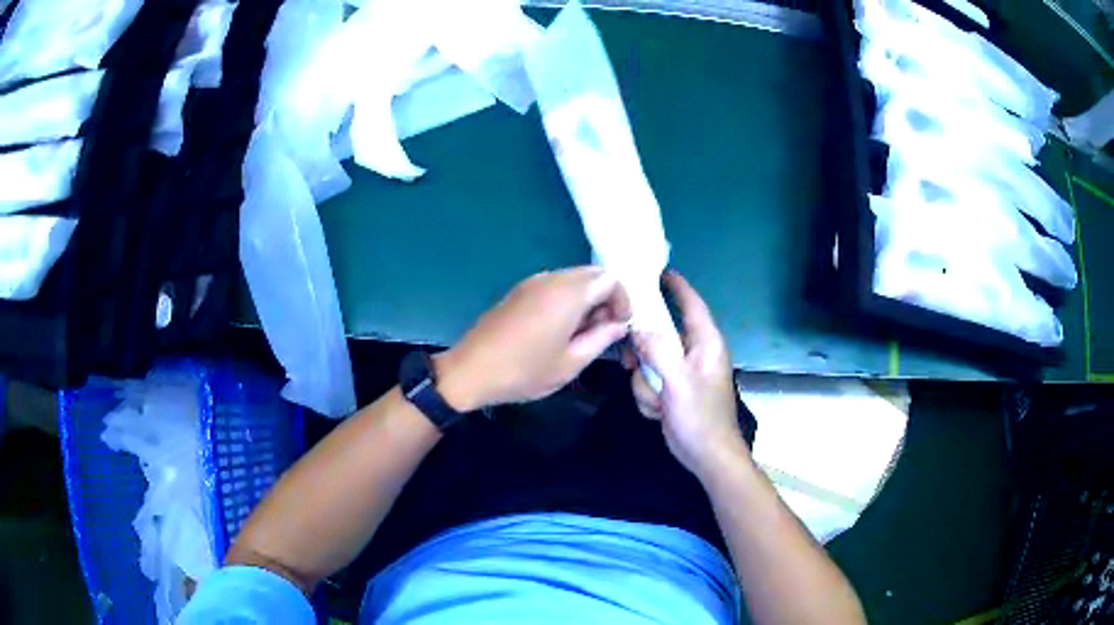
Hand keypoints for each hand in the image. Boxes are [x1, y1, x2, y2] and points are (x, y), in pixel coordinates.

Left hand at [436, 266, 630, 409]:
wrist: (470, 370)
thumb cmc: (524, 371)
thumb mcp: (570, 363)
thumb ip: (600, 339)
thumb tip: (619, 326)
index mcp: (569, 294)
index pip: (610, 279)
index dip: (623, 300)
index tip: (620, 326)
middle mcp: (552, 279)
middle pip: (592, 274)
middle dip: (606, 297)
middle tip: (603, 330)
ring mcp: (532, 282)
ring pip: (573, 278)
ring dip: (586, 298)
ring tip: (581, 333)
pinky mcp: (518, 290)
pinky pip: (554, 284)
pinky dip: (567, 298)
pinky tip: (559, 328)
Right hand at [623, 271, 745, 479]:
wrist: (706, 456)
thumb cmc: (701, 418)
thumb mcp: (678, 383)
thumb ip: (658, 351)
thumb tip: (638, 330)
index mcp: (705, 343)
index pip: (691, 304)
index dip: (676, 286)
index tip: (658, 271)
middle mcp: (694, 353)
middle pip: (660, 333)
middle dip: (644, 351)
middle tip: (630, 360)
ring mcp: (682, 373)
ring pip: (648, 361)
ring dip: (645, 382)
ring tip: (656, 401)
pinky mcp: (672, 390)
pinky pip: (648, 381)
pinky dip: (649, 397)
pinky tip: (659, 412)